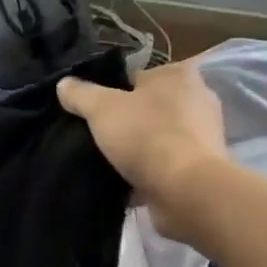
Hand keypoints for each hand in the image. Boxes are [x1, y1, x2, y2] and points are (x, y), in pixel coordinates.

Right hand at [58, 61, 230, 241]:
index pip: (135, 76)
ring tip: (107, 160)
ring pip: (156, 135)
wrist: (187, 191)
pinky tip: (125, 180)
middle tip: (96, 136)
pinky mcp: (201, 166)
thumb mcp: (101, 108)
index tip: (91, 112)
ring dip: (136, 147)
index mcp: (178, 75)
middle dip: (124, 120)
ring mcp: (203, 135)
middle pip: (147, 107)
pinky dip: (148, 171)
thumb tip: (64, 84)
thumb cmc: (147, 136)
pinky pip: (165, 163)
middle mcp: (197, 99)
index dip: (109, 92)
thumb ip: (80, 94)